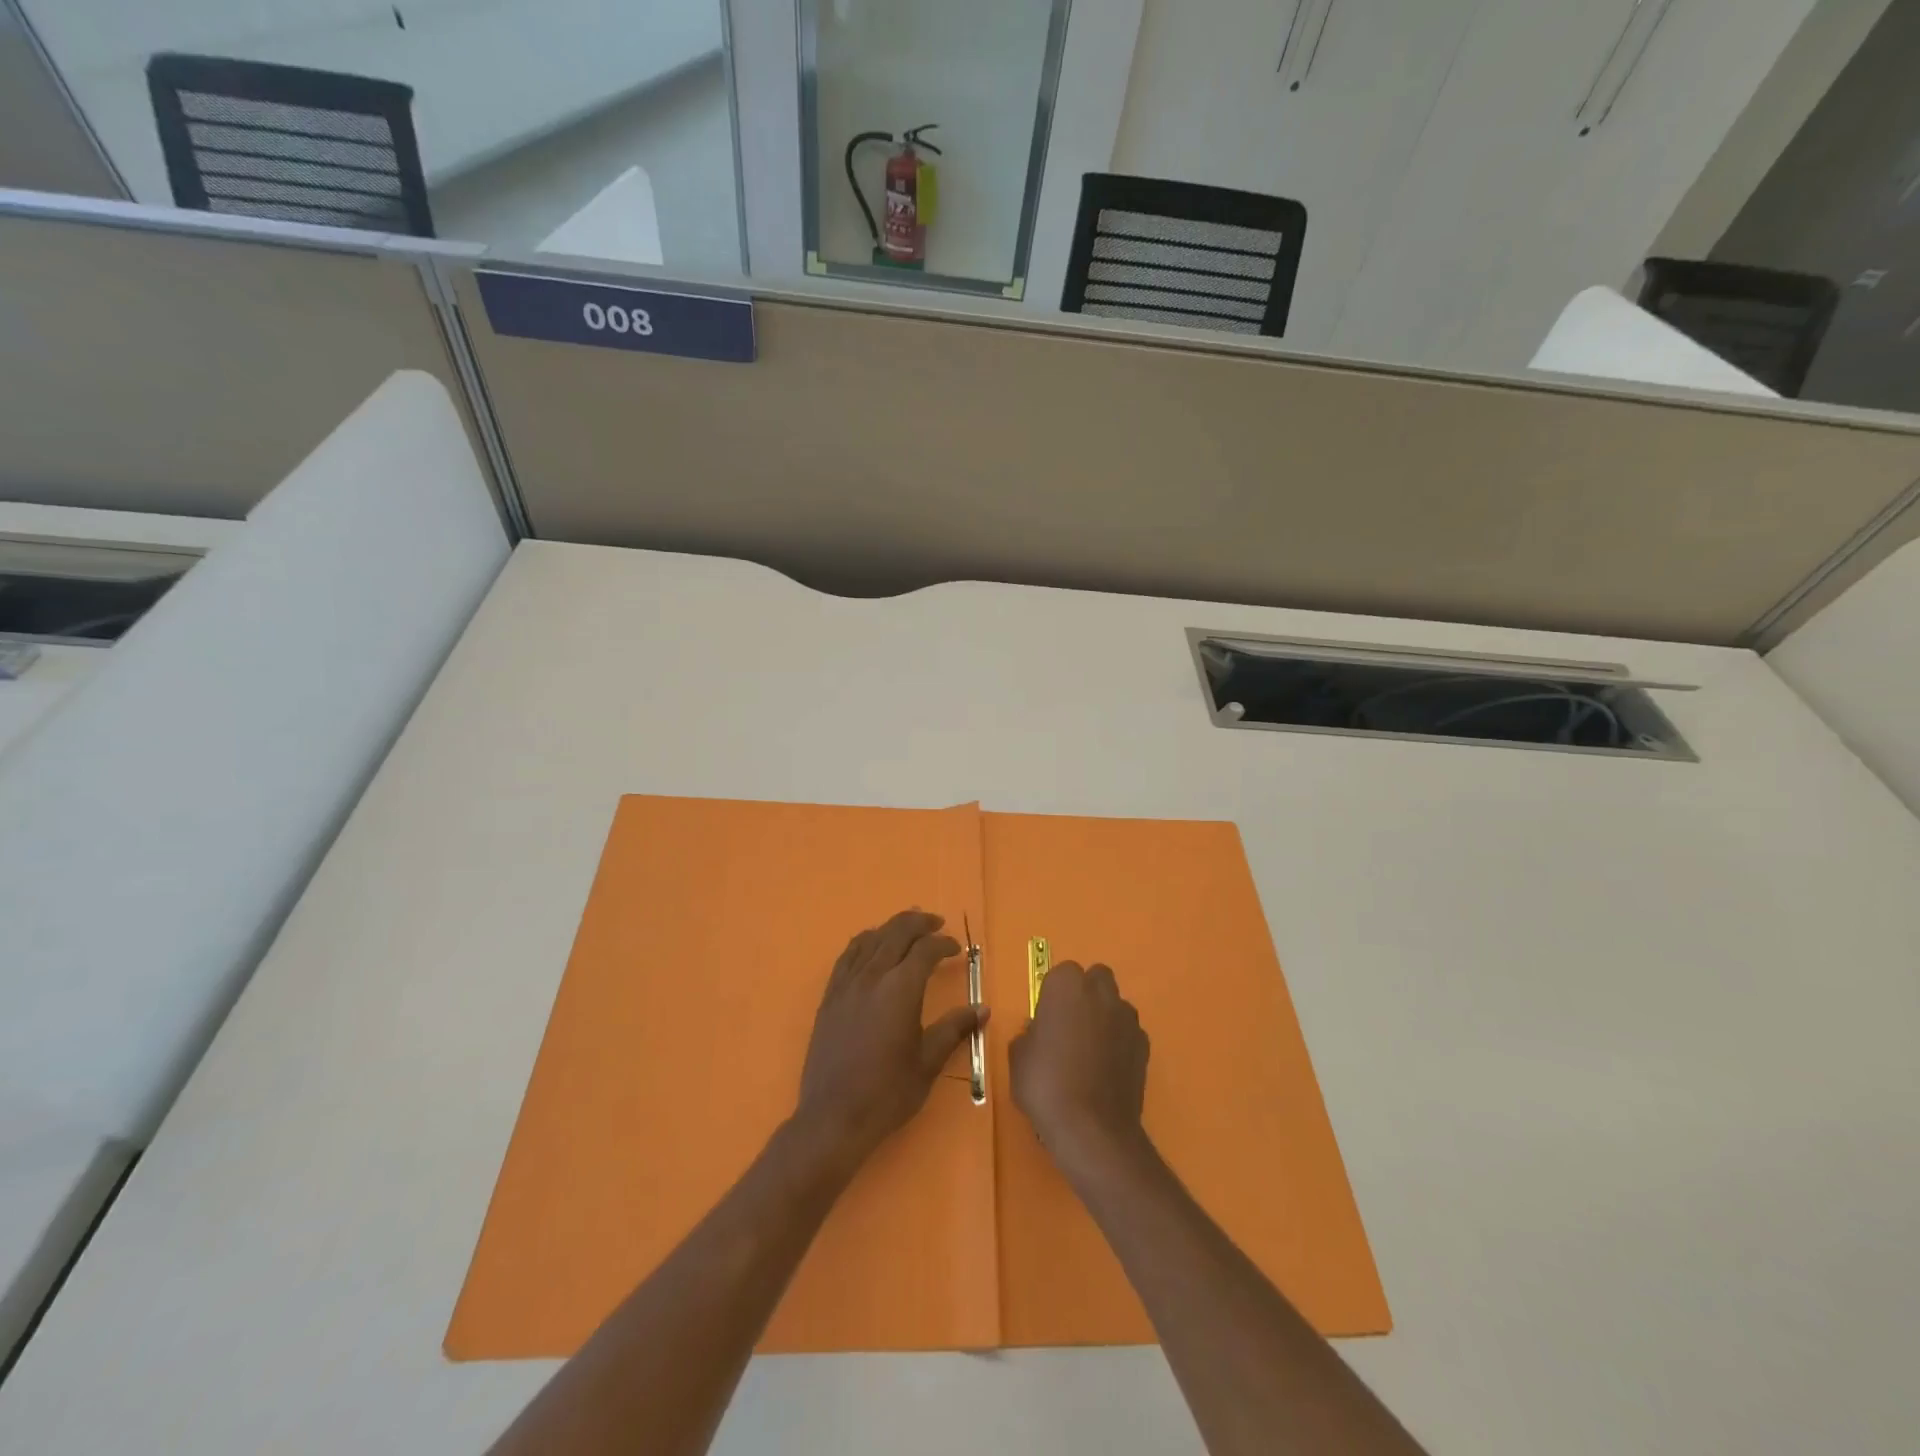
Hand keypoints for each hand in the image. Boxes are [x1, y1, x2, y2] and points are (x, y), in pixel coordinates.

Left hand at [794, 910, 987, 1172]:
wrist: (833, 1117)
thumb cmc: (887, 1093)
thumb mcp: (928, 1062)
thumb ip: (954, 1029)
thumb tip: (982, 1009)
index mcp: (900, 989)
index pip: (924, 950)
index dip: (943, 943)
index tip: (956, 950)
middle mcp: (872, 976)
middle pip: (896, 932)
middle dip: (918, 922)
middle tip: (936, 924)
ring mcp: (846, 984)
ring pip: (870, 939)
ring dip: (891, 928)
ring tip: (907, 930)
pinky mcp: (830, 997)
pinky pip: (848, 955)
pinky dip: (864, 942)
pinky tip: (870, 947)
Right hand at [1009, 962, 1150, 1180]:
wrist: (1092, 1129)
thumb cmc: (1046, 1084)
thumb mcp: (1018, 1057)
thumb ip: (1030, 1034)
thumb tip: (1041, 1032)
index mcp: (1067, 986)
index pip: (1062, 973)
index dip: (1053, 994)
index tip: (1046, 1019)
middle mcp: (1101, 993)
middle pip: (1096, 979)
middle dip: (1085, 994)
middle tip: (1069, 1026)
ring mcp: (1127, 1018)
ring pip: (1115, 1005)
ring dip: (1104, 1017)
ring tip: (1089, 1053)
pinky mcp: (1144, 1046)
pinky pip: (1128, 1033)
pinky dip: (1119, 1043)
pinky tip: (1106, 1071)